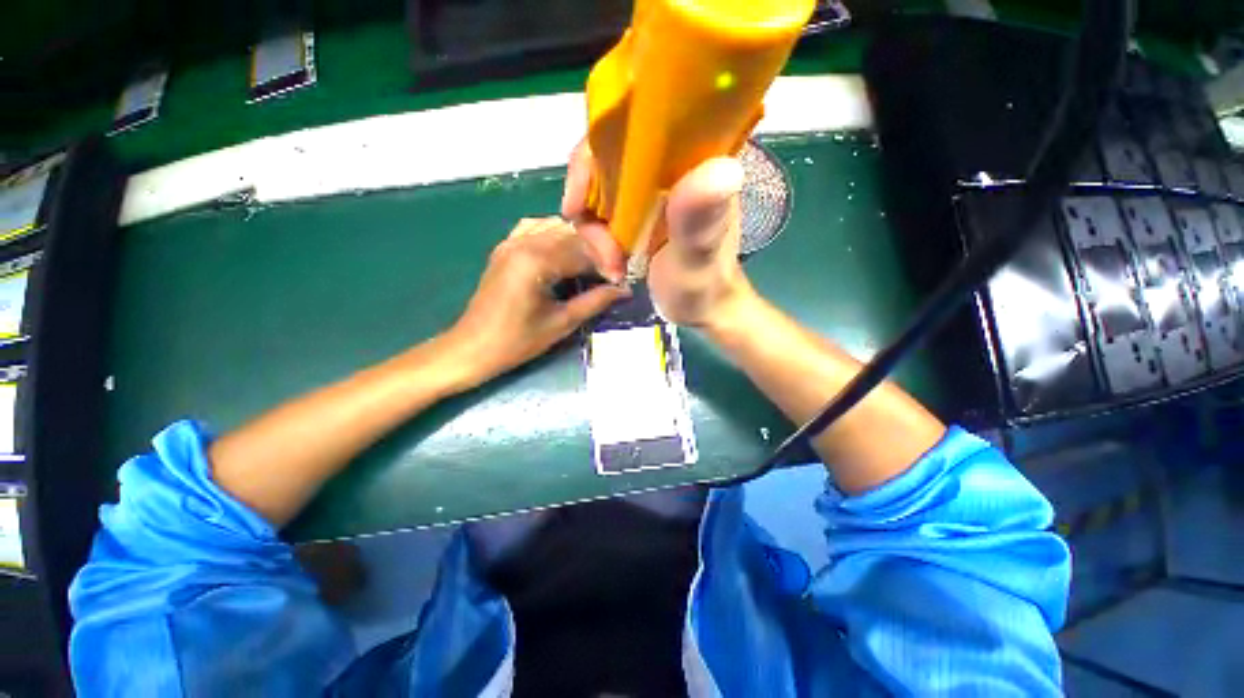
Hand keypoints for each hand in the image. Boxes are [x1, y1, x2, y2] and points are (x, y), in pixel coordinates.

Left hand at [447, 217, 628, 386]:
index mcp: (536, 260)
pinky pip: (536, 228)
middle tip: (610, 275)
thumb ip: (595, 301)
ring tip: (592, 266)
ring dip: (579, 243)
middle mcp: (524, 241)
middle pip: (573, 234)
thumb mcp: (561, 323)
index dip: (607, 266)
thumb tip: (623, 290)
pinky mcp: (505, 247)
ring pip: (557, 227)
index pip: (584, 252)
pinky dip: (556, 236)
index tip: (620, 283)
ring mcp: (511, 241)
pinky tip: (565, 253)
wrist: (473, 347)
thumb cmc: (517, 341)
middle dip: (596, 252)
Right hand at [561, 142, 752, 328]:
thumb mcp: (700, 258)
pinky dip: (597, 239)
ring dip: (594, 231)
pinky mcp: (639, 211)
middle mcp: (670, 164)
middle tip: (602, 250)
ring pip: (599, 187)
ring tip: (612, 266)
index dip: (598, 150)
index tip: (581, 201)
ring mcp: (650, 189)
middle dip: (591, 204)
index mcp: (695, 159)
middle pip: (607, 155)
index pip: (638, 121)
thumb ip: (701, 221)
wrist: (700, 310)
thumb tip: (719, 167)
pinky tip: (611, 265)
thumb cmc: (706, 287)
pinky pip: (602, 211)